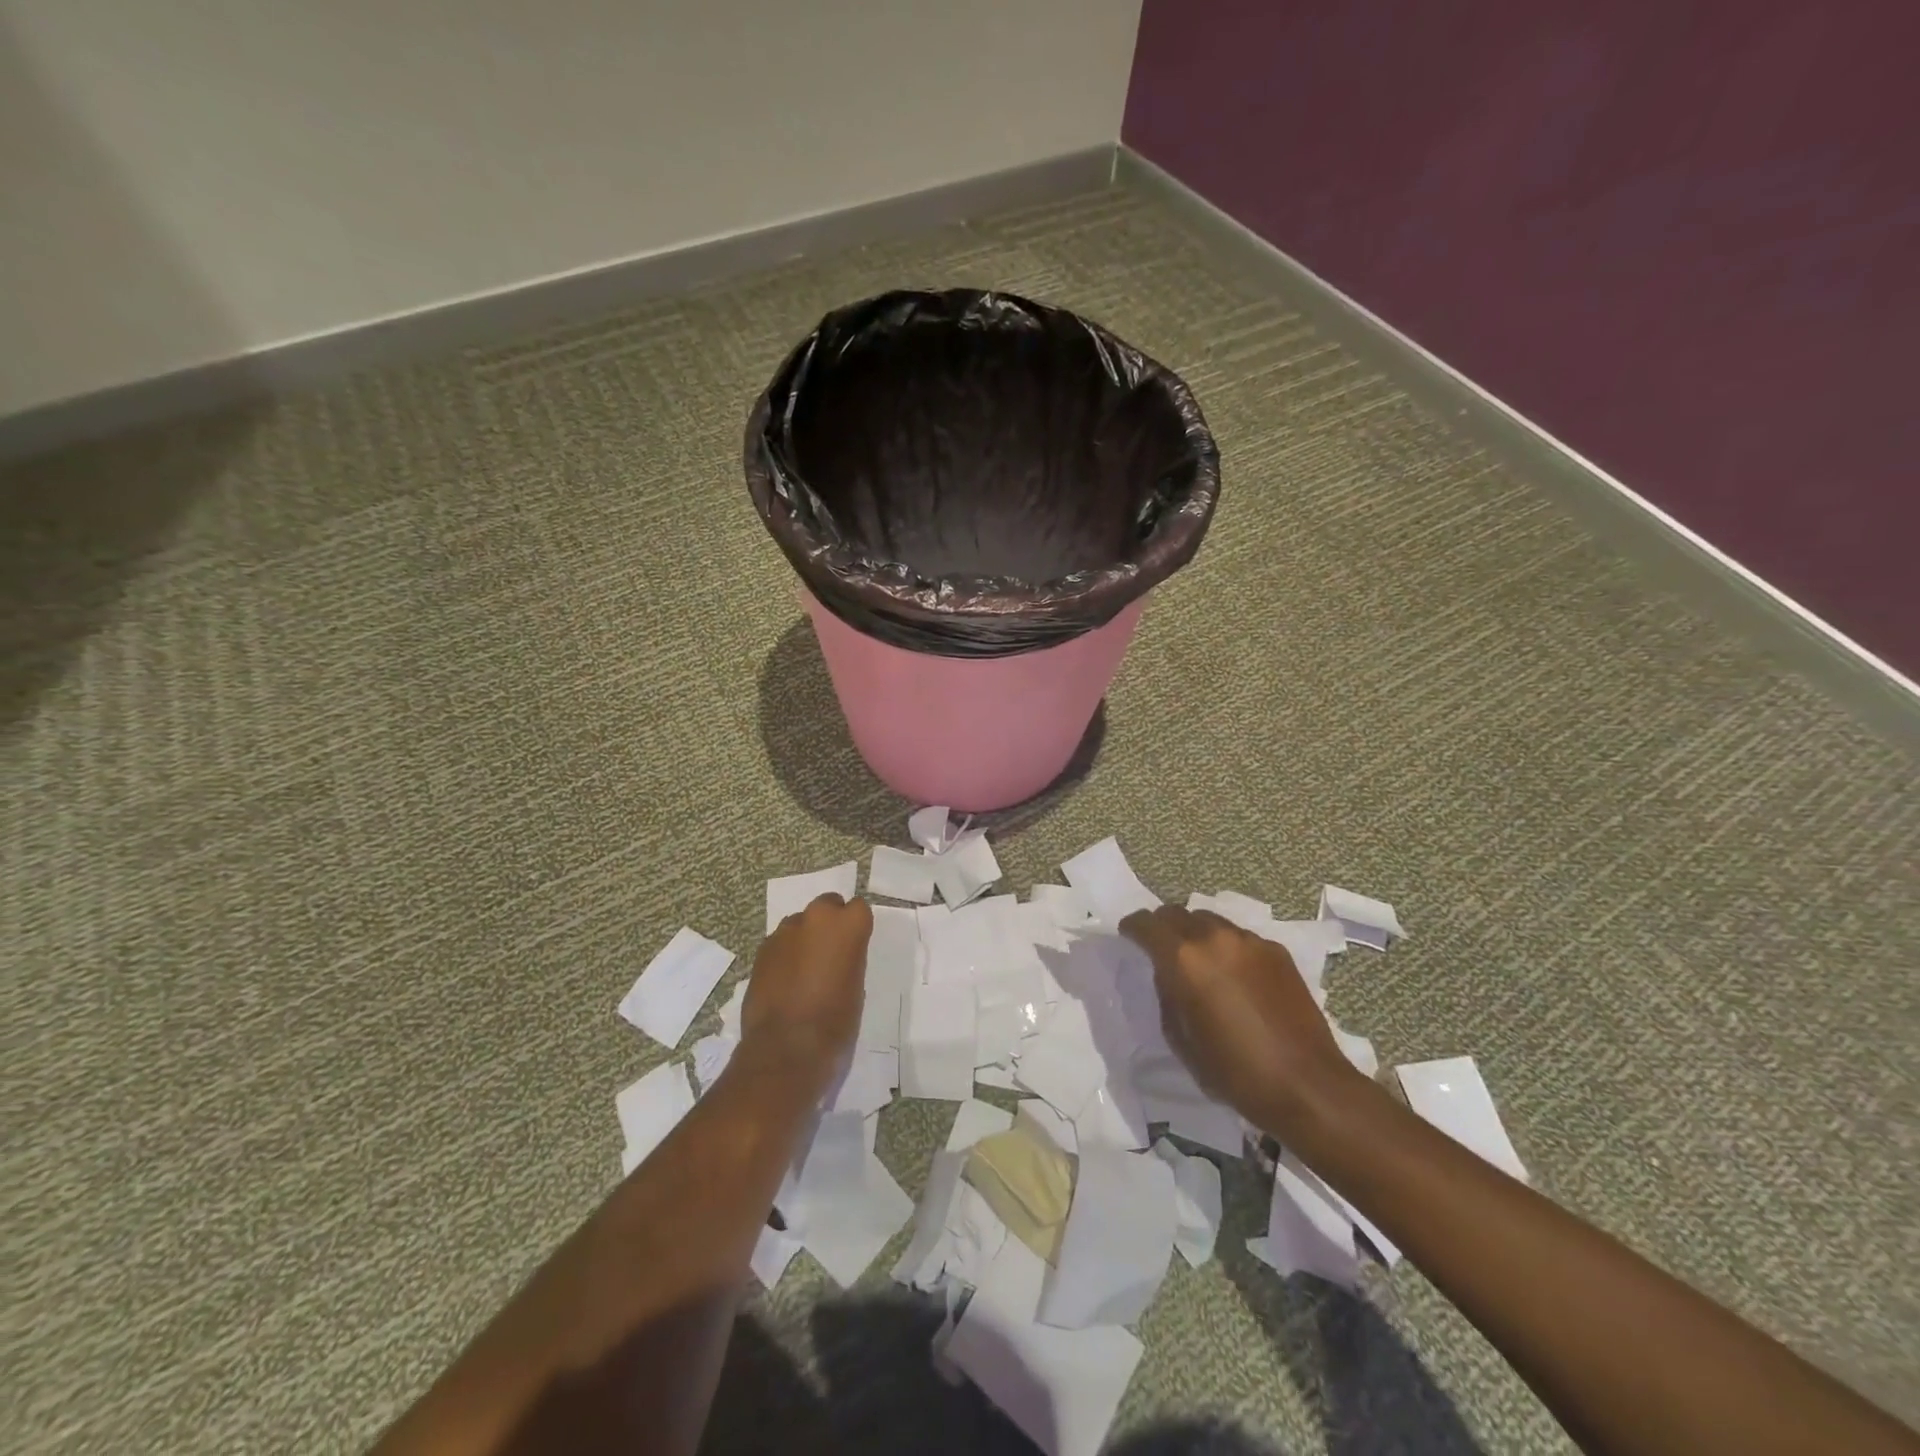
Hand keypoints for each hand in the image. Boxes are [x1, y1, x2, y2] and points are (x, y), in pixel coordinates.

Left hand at [738, 893, 872, 1096]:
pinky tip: (784, 982)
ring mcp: (784, 932)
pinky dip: (784, 955)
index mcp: (847, 925)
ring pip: (800, 924)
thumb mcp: (856, 985)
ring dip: (804, 938)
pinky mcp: (761, 950)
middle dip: (829, 923)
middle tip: (830, 954)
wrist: (786, 1047)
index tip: (854, 945)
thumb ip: (848, 957)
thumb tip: (838, 956)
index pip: (859, 908)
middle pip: (827, 905)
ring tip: (804, 971)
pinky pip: (780, 943)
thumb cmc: (835, 1021)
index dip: (856, 926)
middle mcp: (816, 918)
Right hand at [1120, 905, 1366, 1138]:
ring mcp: (1250, 941)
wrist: (1306, 1085)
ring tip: (1199, 961)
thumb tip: (1168, 976)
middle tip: (1160, 948)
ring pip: (1210, 921)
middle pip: (1177, 913)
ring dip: (1196, 934)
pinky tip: (1235, 976)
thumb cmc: (1234, 1071)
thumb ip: (1167, 996)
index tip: (1128, 936)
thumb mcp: (1181, 1039)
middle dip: (1163, 926)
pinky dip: (1227, 948)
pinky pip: (1240, 938)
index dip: (1132, 928)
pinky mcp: (1277, 951)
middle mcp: (1215, 938)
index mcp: (1184, 959)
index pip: (1146, 924)